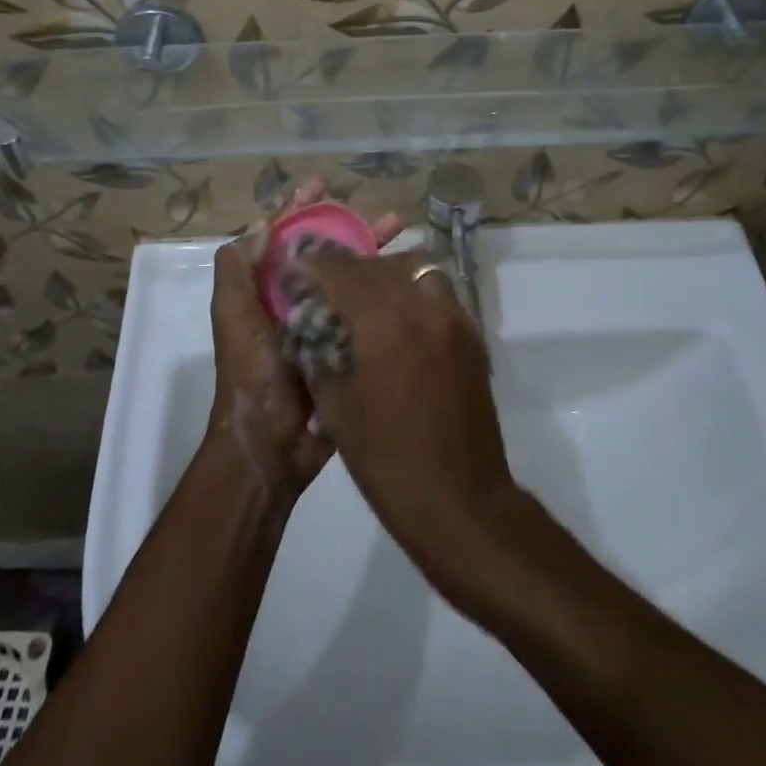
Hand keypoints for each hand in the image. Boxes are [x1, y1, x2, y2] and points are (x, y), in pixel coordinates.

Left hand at [206, 181, 398, 504]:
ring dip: (375, 255)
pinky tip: (409, 280)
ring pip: (350, 277)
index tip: (324, 183)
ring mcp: (322, 323)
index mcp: (265, 289)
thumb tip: (264, 226)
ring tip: (407, 238)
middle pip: (325, 252)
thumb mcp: (233, 315)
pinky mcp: (345, 347)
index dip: (301, 207)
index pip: (284, 236)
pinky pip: (364, 310)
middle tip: (388, 217)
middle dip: (352, 228)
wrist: (271, 445)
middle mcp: (295, 299)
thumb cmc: (252, 373)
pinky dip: (383, 291)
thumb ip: (237, 269)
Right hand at [291, 246, 523, 595]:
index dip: (312, 262)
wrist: (462, 503)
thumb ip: (320, 352)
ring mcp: (454, 318)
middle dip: (344, 266)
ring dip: (384, 272)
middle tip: (322, 281)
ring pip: (415, 268)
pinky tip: (396, 318)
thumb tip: (309, 321)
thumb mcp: (337, 408)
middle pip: (377, 264)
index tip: (294, 264)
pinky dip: (412, 290)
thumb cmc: (388, 463)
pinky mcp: (472, 335)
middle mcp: (423, 307)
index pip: (341, 269)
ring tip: (364, 296)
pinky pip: (437, 291)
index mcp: (384, 325)